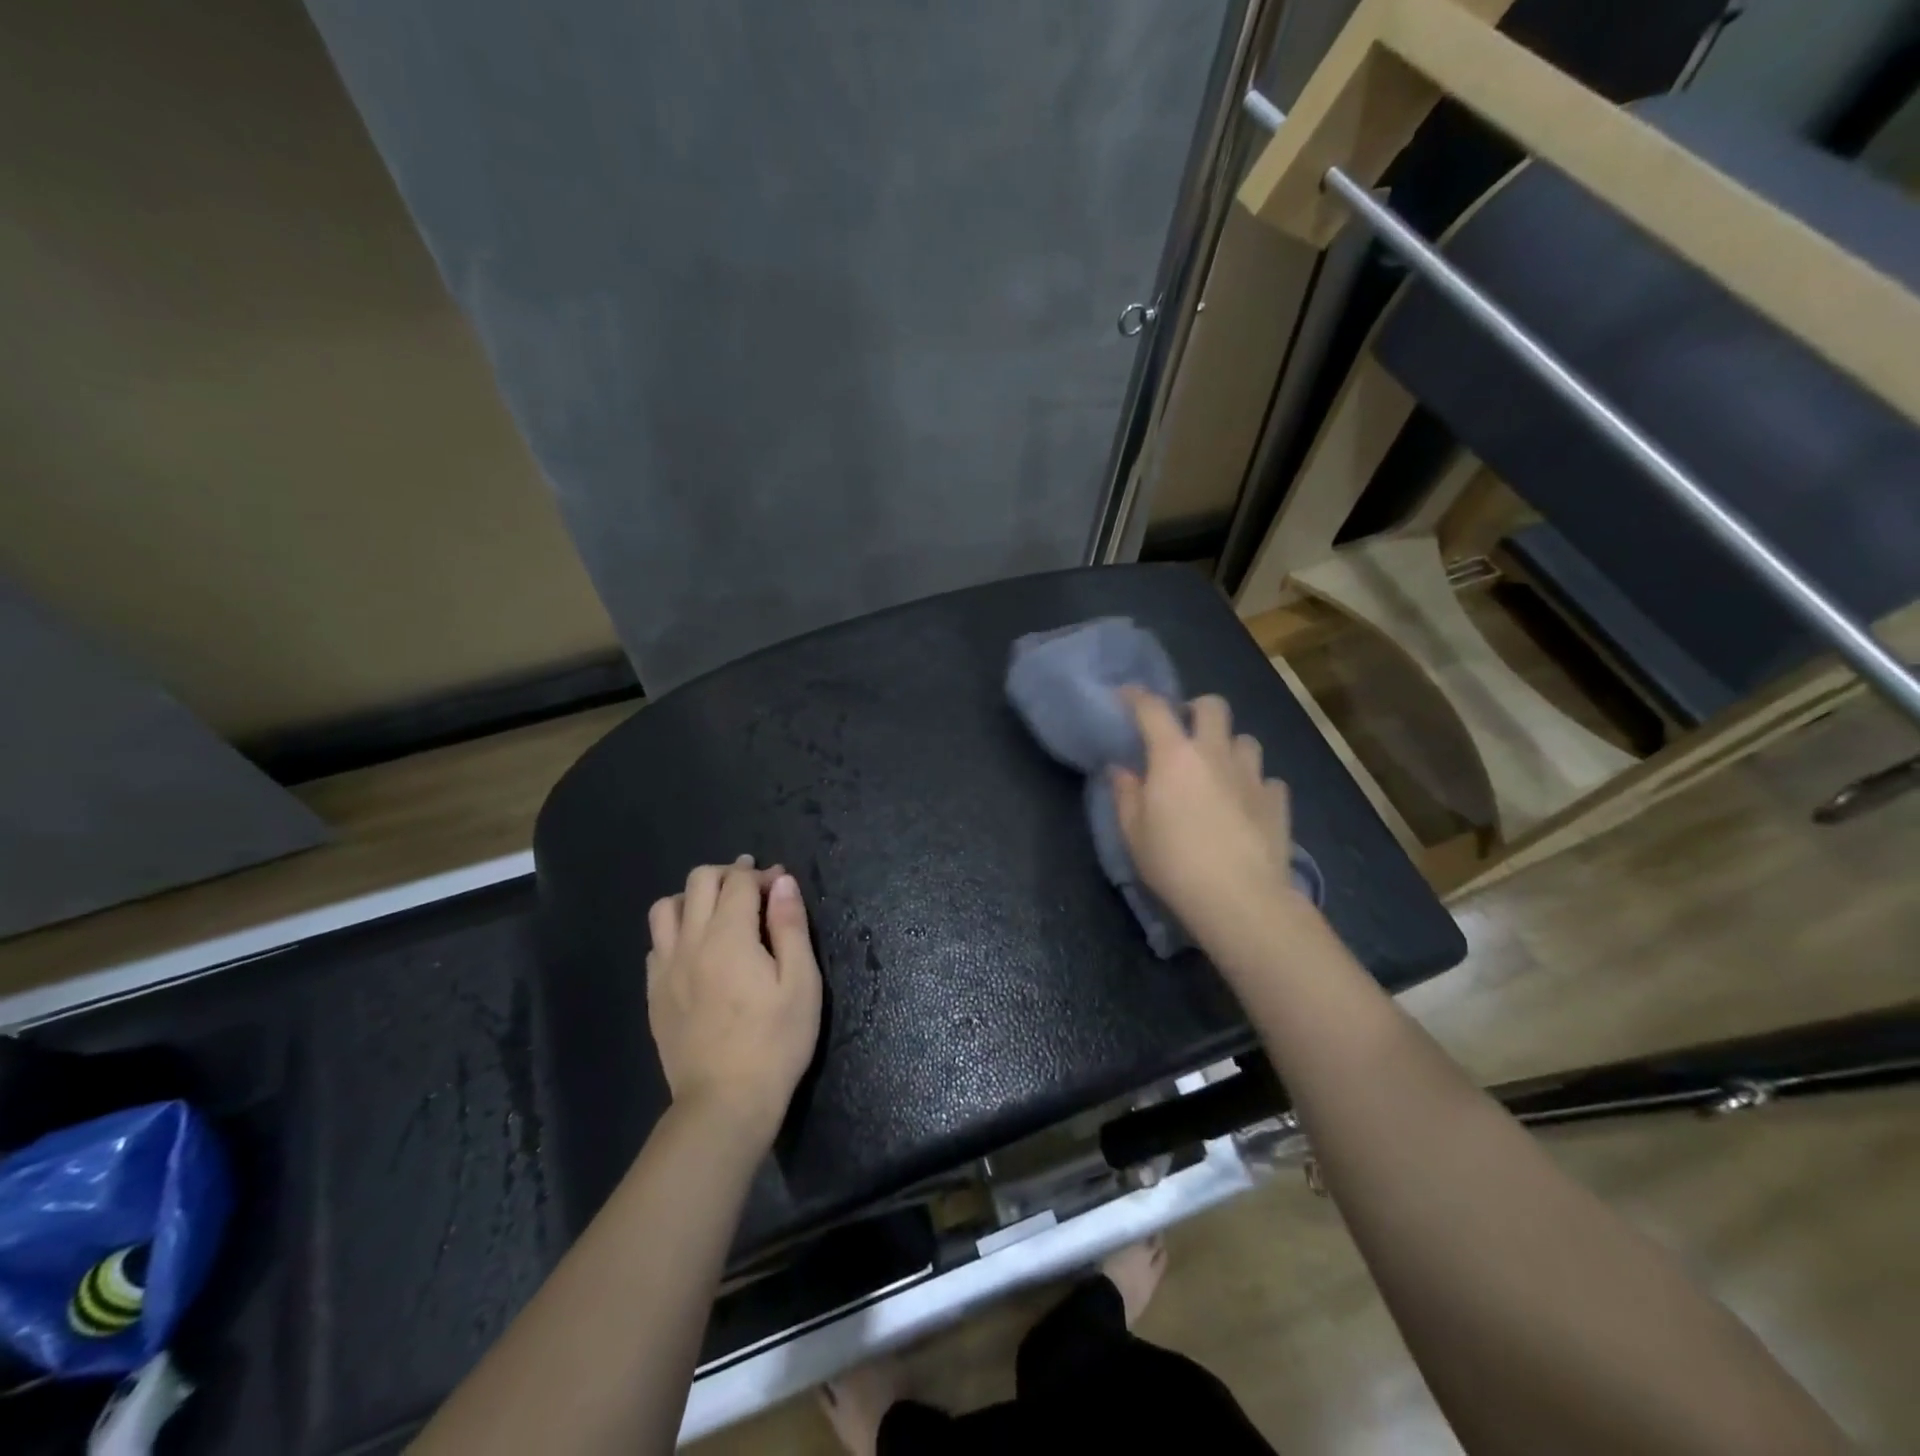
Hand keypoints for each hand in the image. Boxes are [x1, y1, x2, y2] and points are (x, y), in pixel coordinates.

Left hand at [647, 857, 822, 1148]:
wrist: (725, 1102)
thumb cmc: (775, 1041)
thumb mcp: (801, 982)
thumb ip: (790, 926)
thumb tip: (782, 881)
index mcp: (729, 936)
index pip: (739, 881)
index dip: (761, 874)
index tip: (781, 884)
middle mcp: (690, 942)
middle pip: (698, 881)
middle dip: (728, 874)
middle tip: (753, 890)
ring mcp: (666, 968)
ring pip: (665, 907)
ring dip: (693, 897)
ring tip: (718, 913)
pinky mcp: (654, 994)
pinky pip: (656, 944)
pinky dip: (676, 931)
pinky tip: (696, 950)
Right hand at [1111, 691, 1305, 958]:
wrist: (1239, 898)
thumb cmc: (1174, 863)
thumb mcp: (1133, 832)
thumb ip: (1126, 794)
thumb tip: (1121, 769)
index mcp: (1173, 756)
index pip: (1153, 709)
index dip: (1137, 696)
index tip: (1126, 695)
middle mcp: (1215, 753)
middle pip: (1212, 706)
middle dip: (1195, 708)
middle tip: (1183, 731)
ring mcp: (1251, 775)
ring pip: (1245, 740)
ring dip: (1229, 746)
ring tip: (1218, 769)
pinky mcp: (1277, 801)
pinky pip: (1266, 779)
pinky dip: (1253, 785)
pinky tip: (1245, 804)